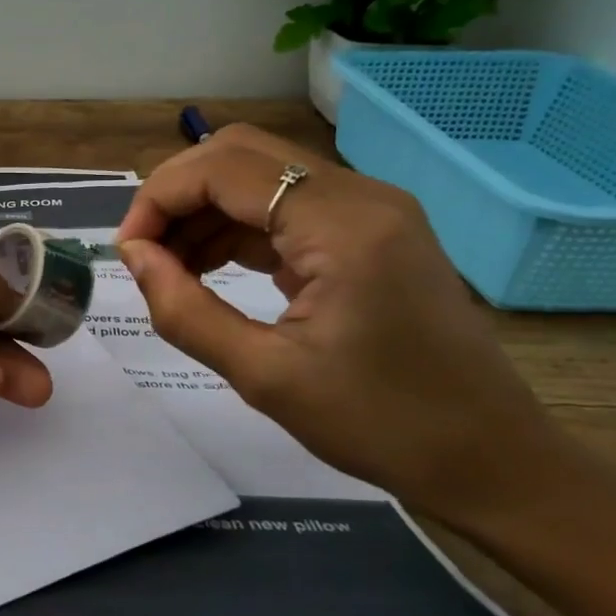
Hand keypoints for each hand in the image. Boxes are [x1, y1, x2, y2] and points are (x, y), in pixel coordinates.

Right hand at [116, 125, 560, 528]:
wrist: (491, 459)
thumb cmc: (381, 424)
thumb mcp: (265, 376)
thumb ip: (185, 310)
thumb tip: (133, 258)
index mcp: (342, 223)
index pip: (223, 169)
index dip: (159, 199)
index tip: (125, 252)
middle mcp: (360, 195)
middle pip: (241, 155)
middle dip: (177, 195)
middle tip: (142, 252)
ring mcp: (371, 210)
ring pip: (261, 177)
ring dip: (204, 211)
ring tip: (167, 268)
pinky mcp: (371, 232)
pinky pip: (286, 207)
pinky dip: (237, 228)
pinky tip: (208, 269)